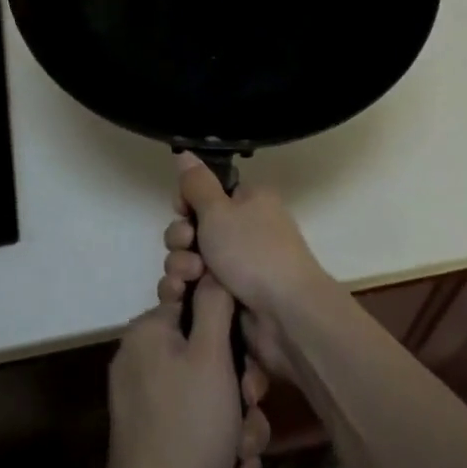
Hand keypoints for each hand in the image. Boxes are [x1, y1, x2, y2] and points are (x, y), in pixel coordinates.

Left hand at [101, 278, 271, 467]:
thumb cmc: (188, 427)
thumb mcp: (211, 358)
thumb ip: (214, 306)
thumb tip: (212, 270)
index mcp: (149, 332)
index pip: (197, 305)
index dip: (231, 332)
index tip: (248, 361)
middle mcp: (142, 359)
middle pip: (208, 355)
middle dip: (240, 388)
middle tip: (249, 407)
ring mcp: (146, 400)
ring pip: (210, 395)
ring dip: (237, 424)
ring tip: (242, 452)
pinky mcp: (155, 436)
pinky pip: (198, 425)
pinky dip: (220, 447)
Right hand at [157, 154, 333, 378]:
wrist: (286, 315)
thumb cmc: (253, 252)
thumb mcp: (219, 209)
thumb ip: (196, 183)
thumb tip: (185, 152)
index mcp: (249, 202)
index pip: (207, 194)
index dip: (187, 203)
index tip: (181, 211)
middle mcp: (245, 231)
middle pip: (194, 228)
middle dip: (180, 238)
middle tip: (186, 245)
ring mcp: (238, 267)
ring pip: (191, 259)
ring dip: (181, 265)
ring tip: (189, 277)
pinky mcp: (230, 298)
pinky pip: (197, 288)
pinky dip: (187, 289)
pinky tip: (181, 296)